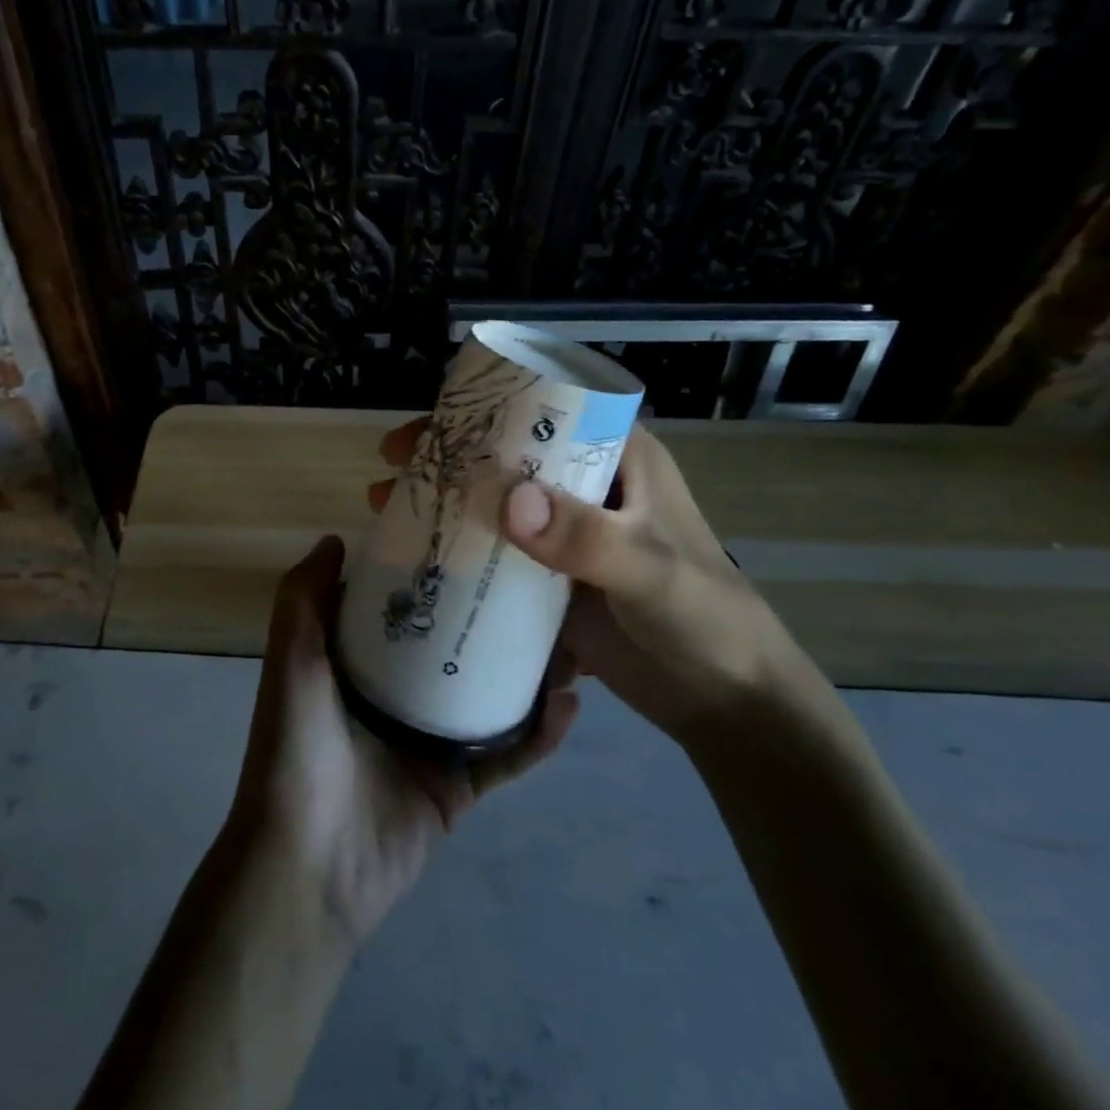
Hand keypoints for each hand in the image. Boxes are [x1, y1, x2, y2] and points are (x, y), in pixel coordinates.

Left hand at [228, 535, 578, 943]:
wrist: (308, 865)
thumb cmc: (298, 748)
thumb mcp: (293, 661)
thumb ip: (305, 598)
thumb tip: (335, 537)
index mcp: (357, 664)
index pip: (403, 607)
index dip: (434, 574)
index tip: (475, 537)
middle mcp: (395, 697)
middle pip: (454, 649)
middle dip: (492, 618)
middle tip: (539, 584)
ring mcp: (430, 743)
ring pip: (489, 697)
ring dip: (527, 672)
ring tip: (569, 637)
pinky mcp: (459, 787)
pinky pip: (507, 756)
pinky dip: (538, 736)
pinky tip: (568, 705)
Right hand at [373, 419, 826, 738]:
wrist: (725, 699)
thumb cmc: (705, 619)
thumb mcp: (651, 572)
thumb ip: (586, 538)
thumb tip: (505, 499)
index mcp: (618, 458)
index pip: (545, 412)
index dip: (485, 410)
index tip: (428, 426)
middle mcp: (586, 487)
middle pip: (507, 456)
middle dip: (448, 456)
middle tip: (391, 465)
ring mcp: (565, 535)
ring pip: (494, 504)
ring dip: (444, 502)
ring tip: (385, 505)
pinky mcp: (550, 579)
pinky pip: (495, 554)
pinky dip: (458, 551)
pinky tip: (416, 558)